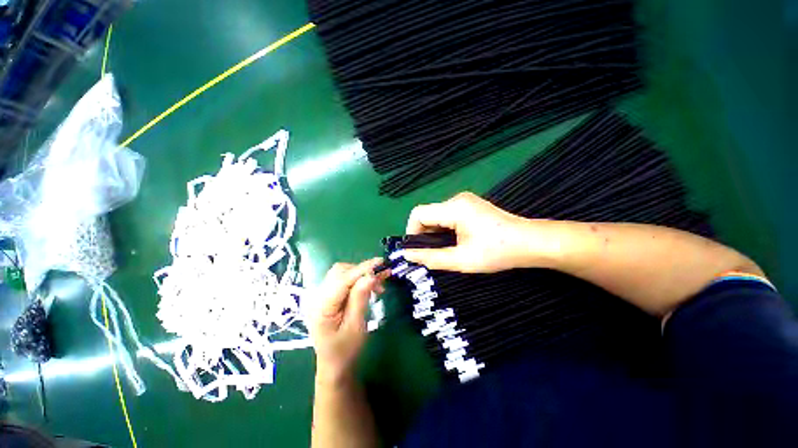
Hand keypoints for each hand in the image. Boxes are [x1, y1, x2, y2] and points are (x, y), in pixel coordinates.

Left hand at [308, 258, 386, 384]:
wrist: (334, 365)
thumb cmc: (346, 351)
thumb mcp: (356, 327)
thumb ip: (360, 299)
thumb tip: (370, 276)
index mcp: (321, 307)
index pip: (342, 280)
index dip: (362, 269)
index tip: (380, 262)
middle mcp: (317, 296)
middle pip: (340, 272)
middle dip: (362, 271)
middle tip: (381, 279)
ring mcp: (320, 295)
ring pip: (342, 273)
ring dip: (361, 274)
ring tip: (378, 285)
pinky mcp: (327, 295)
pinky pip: (343, 280)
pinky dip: (357, 279)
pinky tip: (368, 287)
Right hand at [403, 192, 541, 272]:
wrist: (530, 242)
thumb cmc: (497, 252)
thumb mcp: (461, 259)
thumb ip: (431, 258)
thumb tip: (407, 255)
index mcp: (454, 208)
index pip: (419, 214)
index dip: (412, 232)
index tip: (416, 250)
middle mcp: (457, 199)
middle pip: (428, 213)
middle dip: (423, 234)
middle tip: (430, 254)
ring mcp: (465, 201)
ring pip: (437, 215)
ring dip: (434, 232)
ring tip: (443, 250)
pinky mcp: (470, 205)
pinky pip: (447, 215)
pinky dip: (444, 228)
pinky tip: (453, 241)